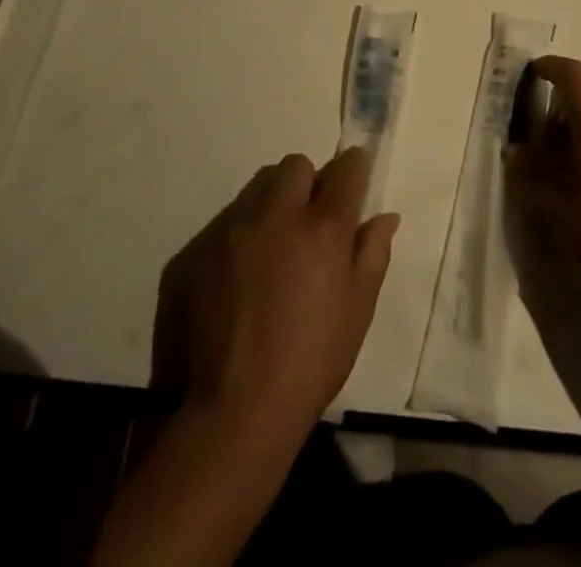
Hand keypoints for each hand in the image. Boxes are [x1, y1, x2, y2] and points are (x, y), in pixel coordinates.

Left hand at [151, 148, 397, 449]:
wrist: (230, 414)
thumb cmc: (309, 365)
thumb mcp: (357, 313)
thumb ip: (372, 255)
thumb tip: (384, 217)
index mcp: (322, 229)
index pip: (345, 170)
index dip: (354, 167)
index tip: (354, 174)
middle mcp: (276, 216)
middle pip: (295, 166)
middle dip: (308, 181)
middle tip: (309, 219)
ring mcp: (231, 230)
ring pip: (257, 189)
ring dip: (272, 204)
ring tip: (272, 248)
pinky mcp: (195, 250)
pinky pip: (225, 223)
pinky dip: (239, 237)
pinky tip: (239, 278)